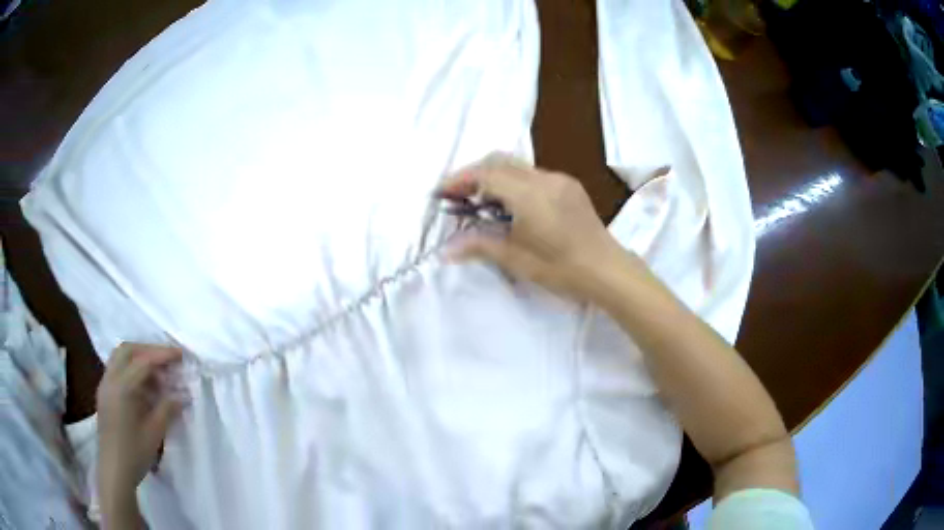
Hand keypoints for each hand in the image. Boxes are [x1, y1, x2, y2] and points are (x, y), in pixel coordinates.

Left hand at [97, 343, 183, 497]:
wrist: (114, 471)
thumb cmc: (135, 453)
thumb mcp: (155, 432)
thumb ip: (167, 409)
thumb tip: (182, 395)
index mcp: (122, 387)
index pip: (143, 362)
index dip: (163, 355)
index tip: (180, 355)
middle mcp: (110, 379)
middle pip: (127, 350)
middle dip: (148, 350)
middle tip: (167, 360)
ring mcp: (105, 386)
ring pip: (120, 358)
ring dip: (139, 358)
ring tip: (158, 374)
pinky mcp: (105, 394)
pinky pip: (117, 370)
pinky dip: (131, 370)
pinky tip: (144, 387)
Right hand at [438, 154, 631, 301]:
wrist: (607, 269)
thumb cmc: (561, 268)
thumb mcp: (517, 259)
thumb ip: (480, 245)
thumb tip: (446, 249)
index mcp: (529, 194)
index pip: (486, 174)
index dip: (460, 180)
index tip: (441, 193)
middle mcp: (544, 178)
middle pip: (499, 161)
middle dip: (474, 173)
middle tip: (457, 194)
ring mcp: (559, 179)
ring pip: (517, 165)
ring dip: (494, 175)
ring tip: (480, 199)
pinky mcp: (569, 185)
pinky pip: (533, 174)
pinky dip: (513, 180)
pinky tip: (510, 203)